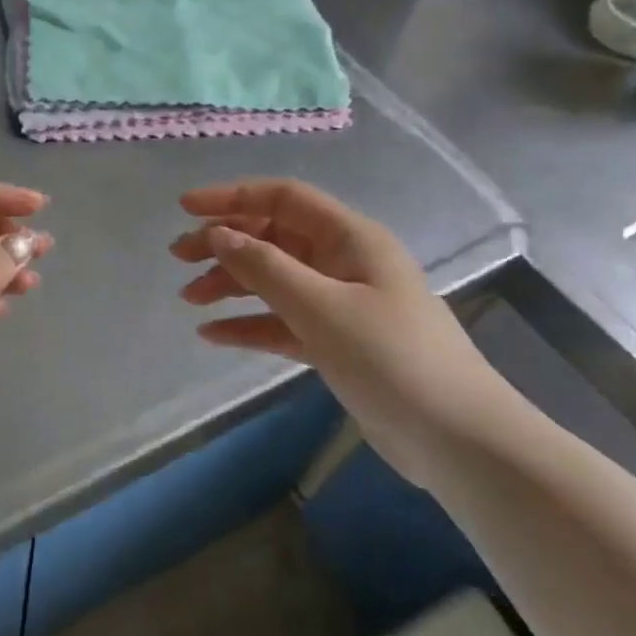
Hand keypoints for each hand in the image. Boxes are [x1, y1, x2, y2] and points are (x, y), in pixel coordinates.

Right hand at [170, 178, 515, 487]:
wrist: (457, 439)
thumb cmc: (391, 358)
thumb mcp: (321, 307)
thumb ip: (264, 267)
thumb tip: (218, 234)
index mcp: (349, 238)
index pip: (283, 198)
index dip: (232, 196)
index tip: (185, 209)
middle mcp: (343, 262)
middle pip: (273, 237)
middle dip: (224, 242)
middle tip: (178, 258)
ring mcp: (340, 304)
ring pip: (273, 280)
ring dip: (231, 284)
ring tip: (189, 299)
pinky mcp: (335, 342)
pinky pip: (282, 321)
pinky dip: (249, 324)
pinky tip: (214, 334)